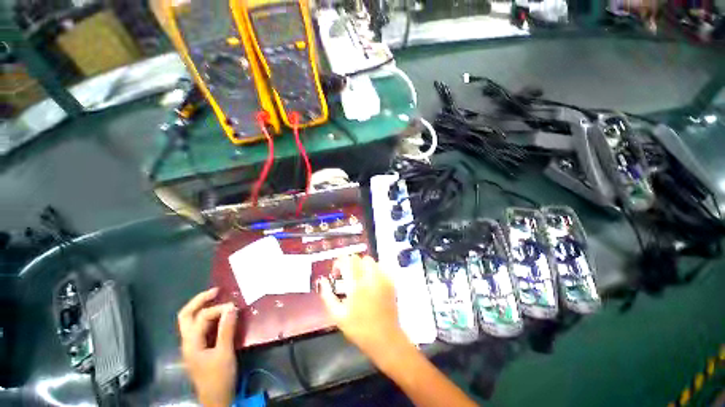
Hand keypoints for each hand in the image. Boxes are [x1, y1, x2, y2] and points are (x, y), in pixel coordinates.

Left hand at [177, 288, 237, 406]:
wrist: (216, 399)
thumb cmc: (218, 377)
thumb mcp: (224, 353)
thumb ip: (226, 330)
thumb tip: (231, 307)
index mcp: (191, 343)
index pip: (202, 317)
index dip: (218, 309)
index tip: (235, 308)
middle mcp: (188, 341)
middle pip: (186, 316)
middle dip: (199, 301)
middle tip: (216, 291)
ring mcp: (193, 345)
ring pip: (192, 321)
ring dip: (204, 308)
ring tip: (219, 299)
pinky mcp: (200, 348)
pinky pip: (201, 327)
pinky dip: (209, 318)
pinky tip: (220, 316)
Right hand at [318, 255, 407, 357]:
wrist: (385, 338)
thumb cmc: (359, 328)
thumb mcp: (338, 316)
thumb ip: (327, 296)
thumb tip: (322, 281)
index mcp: (356, 285)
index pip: (346, 261)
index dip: (339, 262)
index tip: (336, 272)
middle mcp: (370, 277)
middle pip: (359, 258)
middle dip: (350, 263)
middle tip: (347, 275)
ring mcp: (382, 279)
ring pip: (371, 261)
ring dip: (362, 266)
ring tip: (360, 278)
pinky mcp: (391, 282)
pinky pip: (381, 268)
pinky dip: (374, 270)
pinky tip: (371, 283)